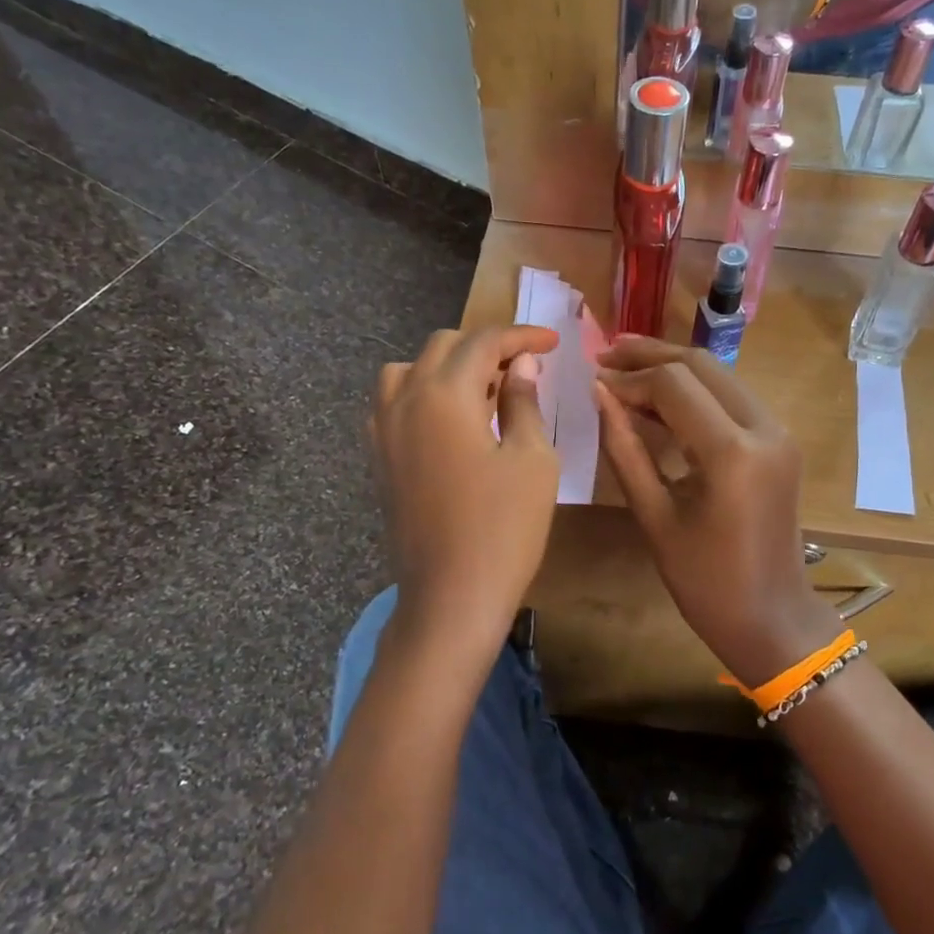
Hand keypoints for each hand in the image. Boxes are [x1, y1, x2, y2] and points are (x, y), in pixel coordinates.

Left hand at [373, 326, 560, 659]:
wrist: (451, 598)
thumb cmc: (503, 528)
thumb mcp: (532, 459)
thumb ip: (524, 401)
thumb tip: (521, 364)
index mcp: (443, 393)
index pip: (484, 342)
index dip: (522, 336)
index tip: (554, 343)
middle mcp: (404, 400)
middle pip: (443, 347)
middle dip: (486, 348)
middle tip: (525, 369)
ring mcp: (383, 431)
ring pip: (409, 371)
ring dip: (448, 368)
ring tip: (483, 394)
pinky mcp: (379, 460)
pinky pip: (393, 404)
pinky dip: (422, 395)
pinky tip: (451, 423)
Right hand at [593, 339, 841, 687]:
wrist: (772, 617)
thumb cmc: (706, 581)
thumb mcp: (654, 517)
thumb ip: (624, 449)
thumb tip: (599, 395)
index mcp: (733, 453)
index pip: (674, 385)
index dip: (630, 379)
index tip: (594, 383)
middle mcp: (764, 428)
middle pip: (701, 365)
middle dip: (651, 356)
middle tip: (606, 355)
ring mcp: (779, 432)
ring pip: (720, 376)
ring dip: (674, 368)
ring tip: (626, 367)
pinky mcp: (780, 440)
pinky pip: (732, 398)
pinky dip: (695, 391)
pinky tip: (661, 397)